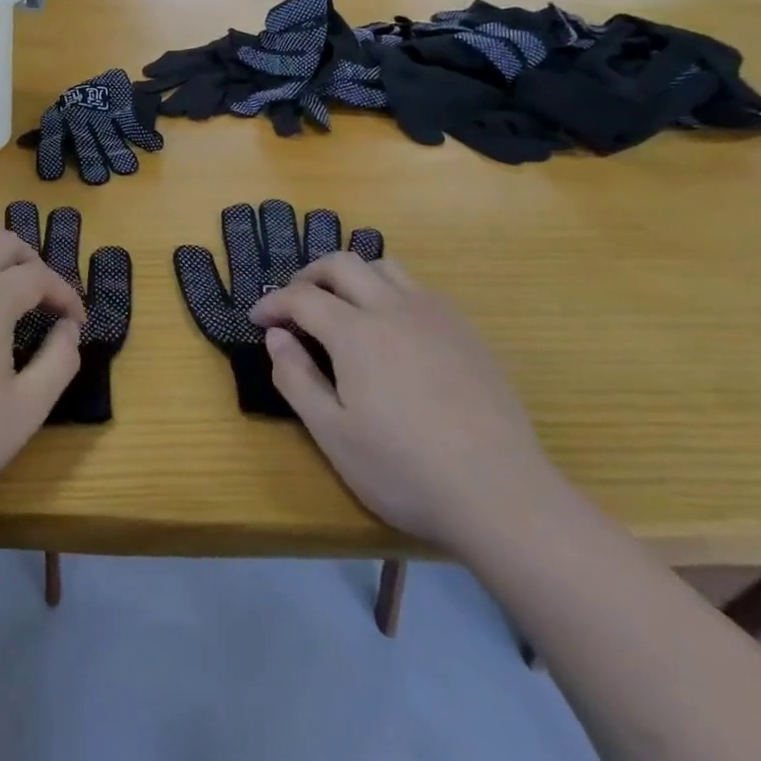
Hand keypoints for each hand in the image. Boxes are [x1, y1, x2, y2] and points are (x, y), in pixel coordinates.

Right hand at [248, 254, 555, 551]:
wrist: (502, 496)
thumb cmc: (405, 470)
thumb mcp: (333, 434)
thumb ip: (296, 378)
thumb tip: (277, 336)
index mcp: (356, 332)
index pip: (302, 297)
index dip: (273, 303)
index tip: (258, 320)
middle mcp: (394, 309)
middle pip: (342, 264)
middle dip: (309, 275)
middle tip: (294, 303)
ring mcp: (436, 316)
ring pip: (385, 267)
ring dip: (352, 276)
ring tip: (341, 306)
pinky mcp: (467, 333)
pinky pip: (420, 289)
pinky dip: (390, 292)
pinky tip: (392, 329)